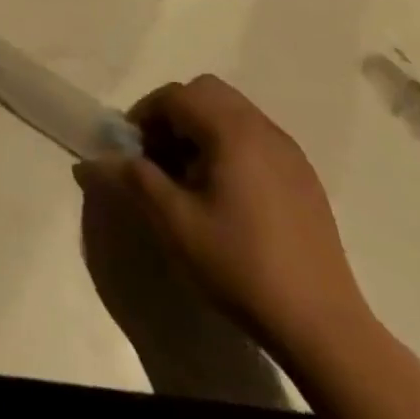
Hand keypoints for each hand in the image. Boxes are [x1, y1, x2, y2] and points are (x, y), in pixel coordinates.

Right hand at [79, 75, 368, 357]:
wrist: (323, 326)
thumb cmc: (241, 266)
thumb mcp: (176, 224)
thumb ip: (135, 180)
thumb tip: (96, 160)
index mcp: (232, 131)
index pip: (176, 96)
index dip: (145, 115)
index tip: (131, 150)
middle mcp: (262, 128)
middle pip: (206, 92)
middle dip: (174, 114)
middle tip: (158, 156)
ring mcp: (288, 151)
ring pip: (232, 112)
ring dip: (201, 128)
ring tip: (189, 178)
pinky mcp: (303, 177)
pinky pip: (255, 137)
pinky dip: (228, 145)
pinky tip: (225, 195)